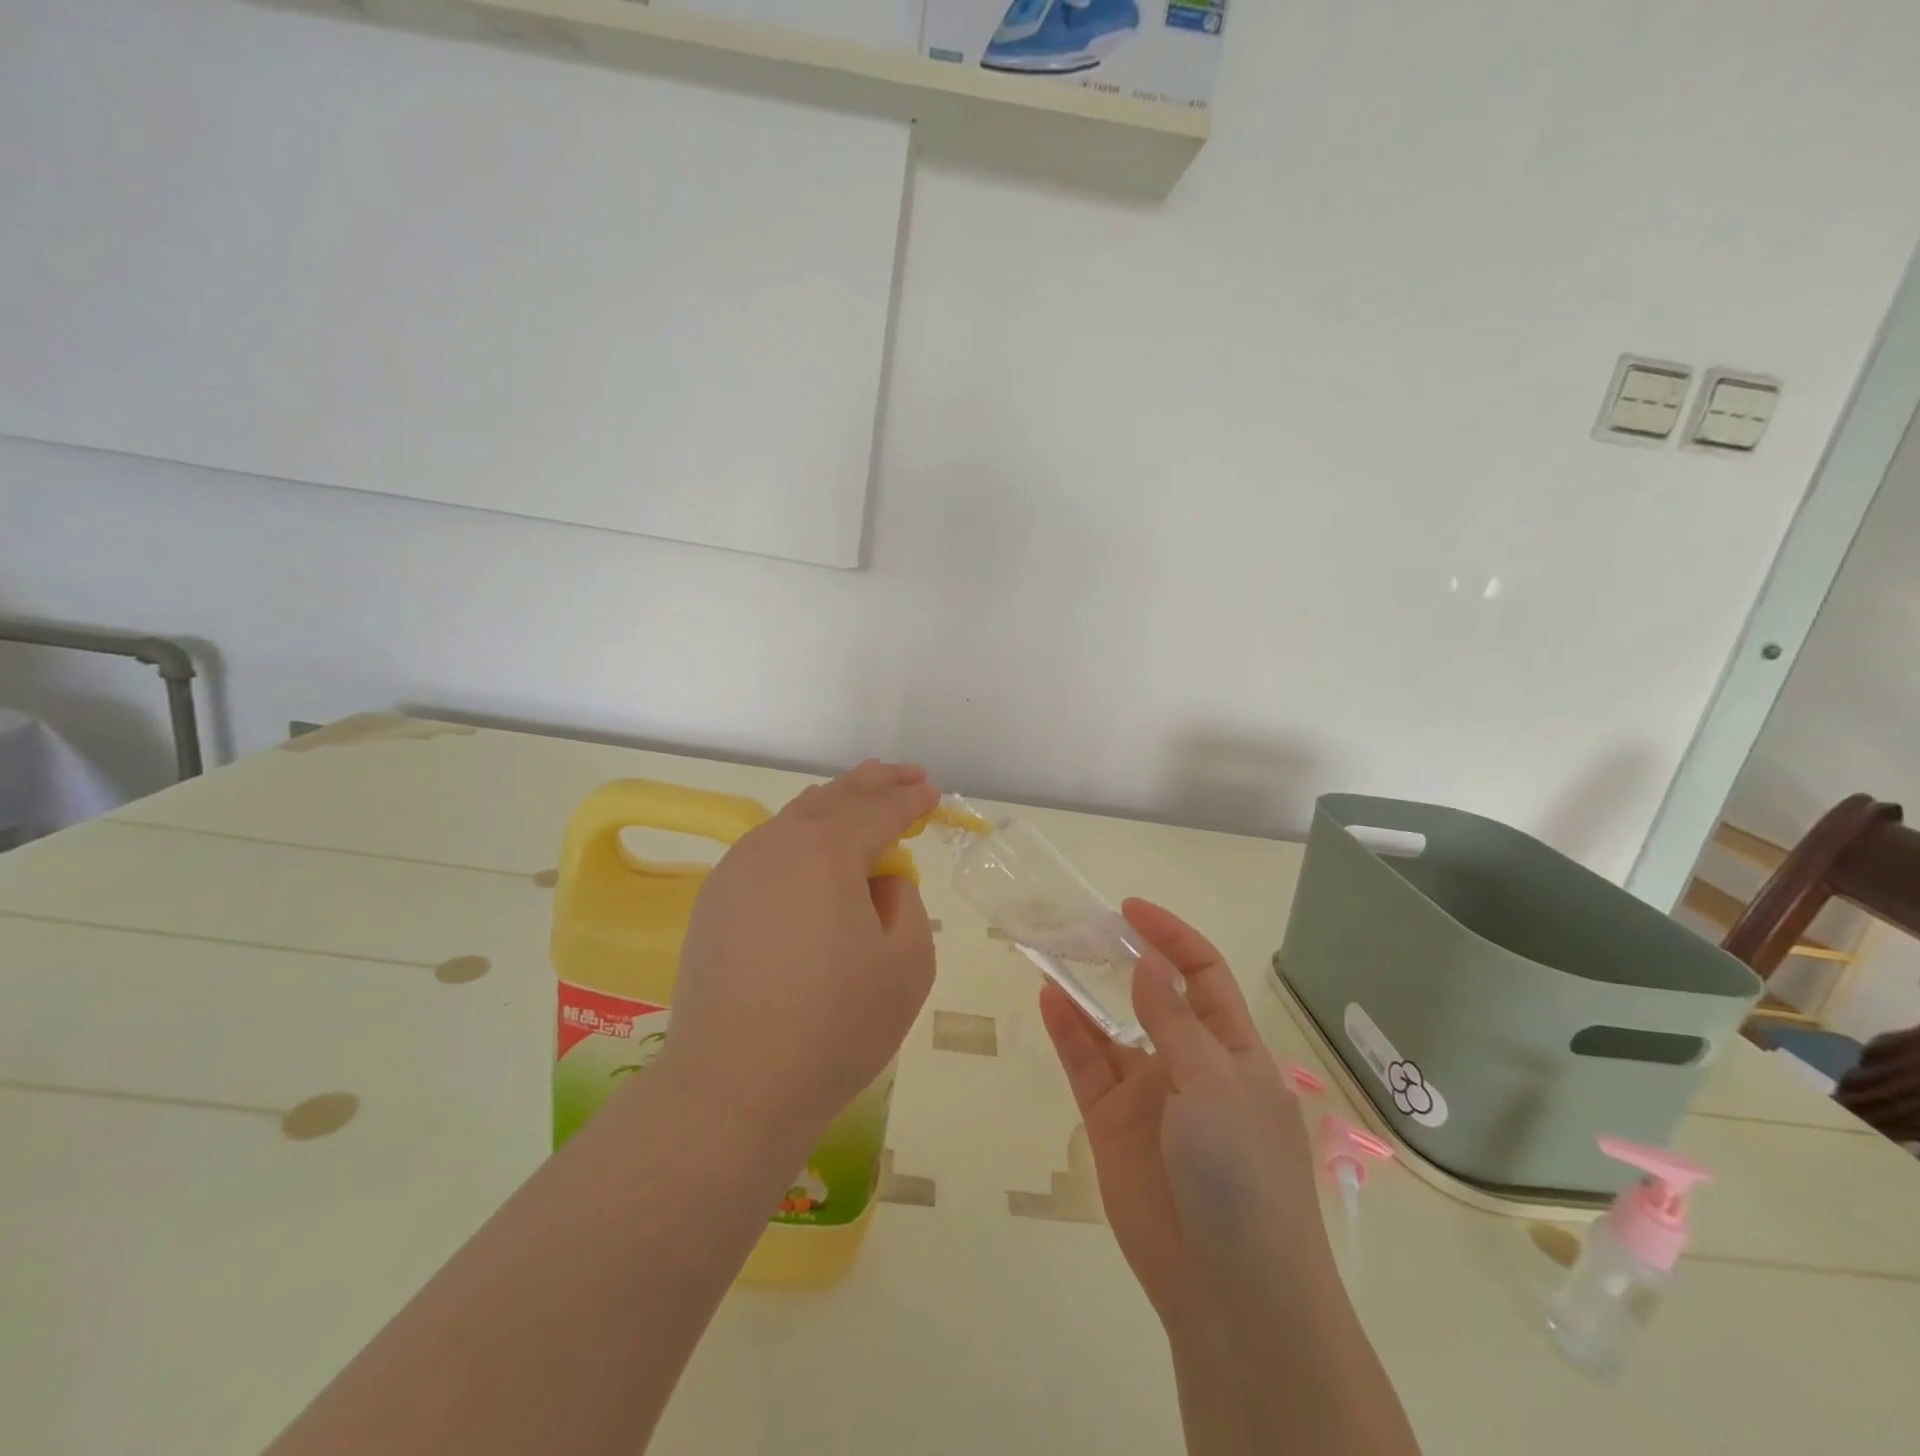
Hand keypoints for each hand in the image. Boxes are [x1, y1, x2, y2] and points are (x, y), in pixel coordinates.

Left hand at [660, 760, 939, 1145]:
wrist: (733, 1086)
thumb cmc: (835, 1026)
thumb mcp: (907, 963)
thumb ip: (905, 902)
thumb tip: (880, 881)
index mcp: (827, 850)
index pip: (881, 810)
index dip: (911, 800)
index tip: (933, 793)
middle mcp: (777, 843)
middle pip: (835, 798)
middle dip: (875, 783)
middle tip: (905, 774)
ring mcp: (738, 868)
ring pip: (796, 817)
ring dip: (836, 803)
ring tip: (862, 795)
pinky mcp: (716, 898)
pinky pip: (769, 846)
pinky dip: (802, 834)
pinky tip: (814, 846)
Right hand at [1039, 899, 1328, 1326]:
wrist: (1228, 1289)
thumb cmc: (1242, 1171)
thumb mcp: (1215, 1083)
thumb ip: (1173, 1021)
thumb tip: (1148, 962)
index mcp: (1231, 1049)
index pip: (1202, 974)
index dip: (1171, 937)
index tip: (1130, 910)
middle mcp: (1188, 1064)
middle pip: (1151, 996)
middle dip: (1123, 959)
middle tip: (1082, 926)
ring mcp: (1147, 1094)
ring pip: (1110, 1029)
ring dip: (1085, 991)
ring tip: (1052, 950)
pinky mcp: (1110, 1123)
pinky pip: (1085, 1066)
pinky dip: (1067, 1031)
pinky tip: (1048, 998)